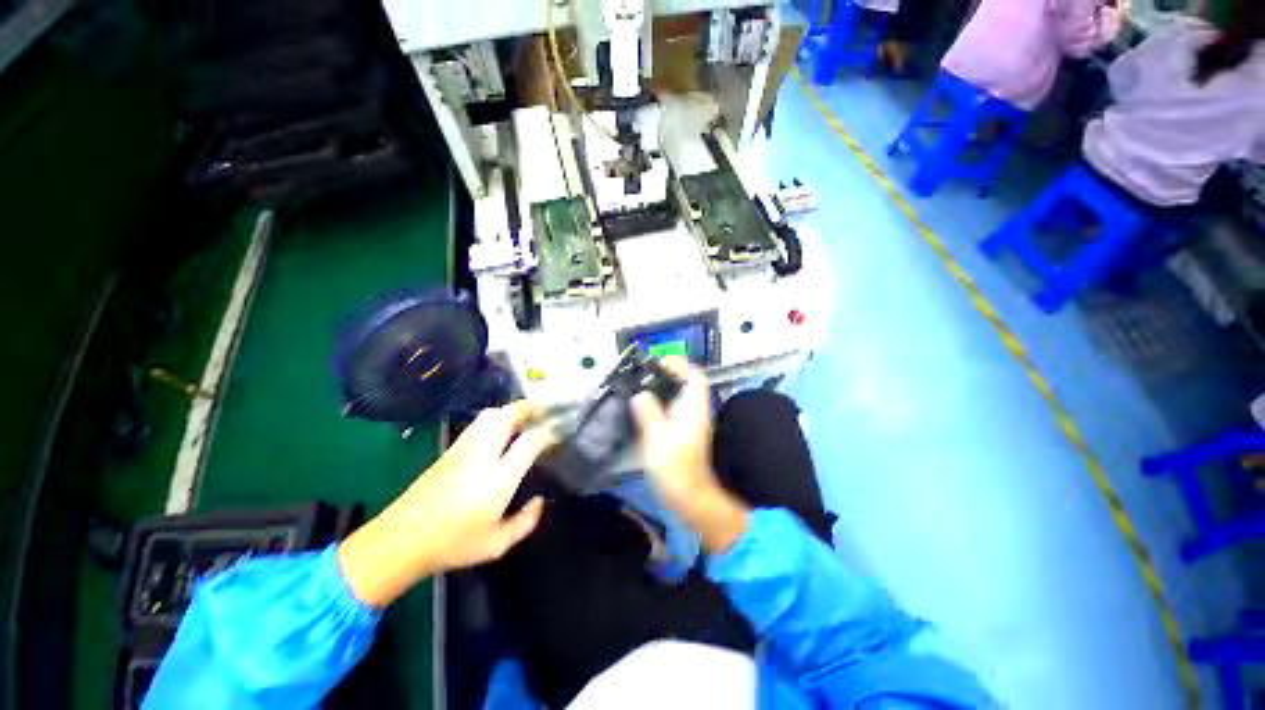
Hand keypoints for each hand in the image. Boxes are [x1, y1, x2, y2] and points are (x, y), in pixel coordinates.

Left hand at [339, 402, 555, 606]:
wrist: (399, 541)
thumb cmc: (452, 545)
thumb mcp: (497, 544)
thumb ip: (525, 522)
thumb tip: (539, 502)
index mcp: (498, 478)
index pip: (530, 442)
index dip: (549, 432)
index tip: (560, 431)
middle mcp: (482, 455)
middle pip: (508, 416)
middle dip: (530, 407)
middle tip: (546, 409)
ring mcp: (463, 449)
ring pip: (491, 415)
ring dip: (512, 410)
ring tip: (527, 414)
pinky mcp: (450, 450)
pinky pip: (478, 424)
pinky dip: (496, 418)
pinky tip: (501, 428)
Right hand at [631, 358, 748, 552]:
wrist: (690, 497)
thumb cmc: (675, 468)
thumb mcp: (657, 439)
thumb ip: (648, 413)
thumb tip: (640, 394)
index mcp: (693, 409)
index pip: (695, 377)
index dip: (679, 365)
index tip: (658, 363)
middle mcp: (695, 412)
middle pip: (687, 384)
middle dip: (668, 374)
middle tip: (645, 374)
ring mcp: (691, 422)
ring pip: (680, 396)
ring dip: (664, 387)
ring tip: (641, 387)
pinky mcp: (684, 432)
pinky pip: (674, 408)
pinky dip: (661, 402)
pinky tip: (644, 408)